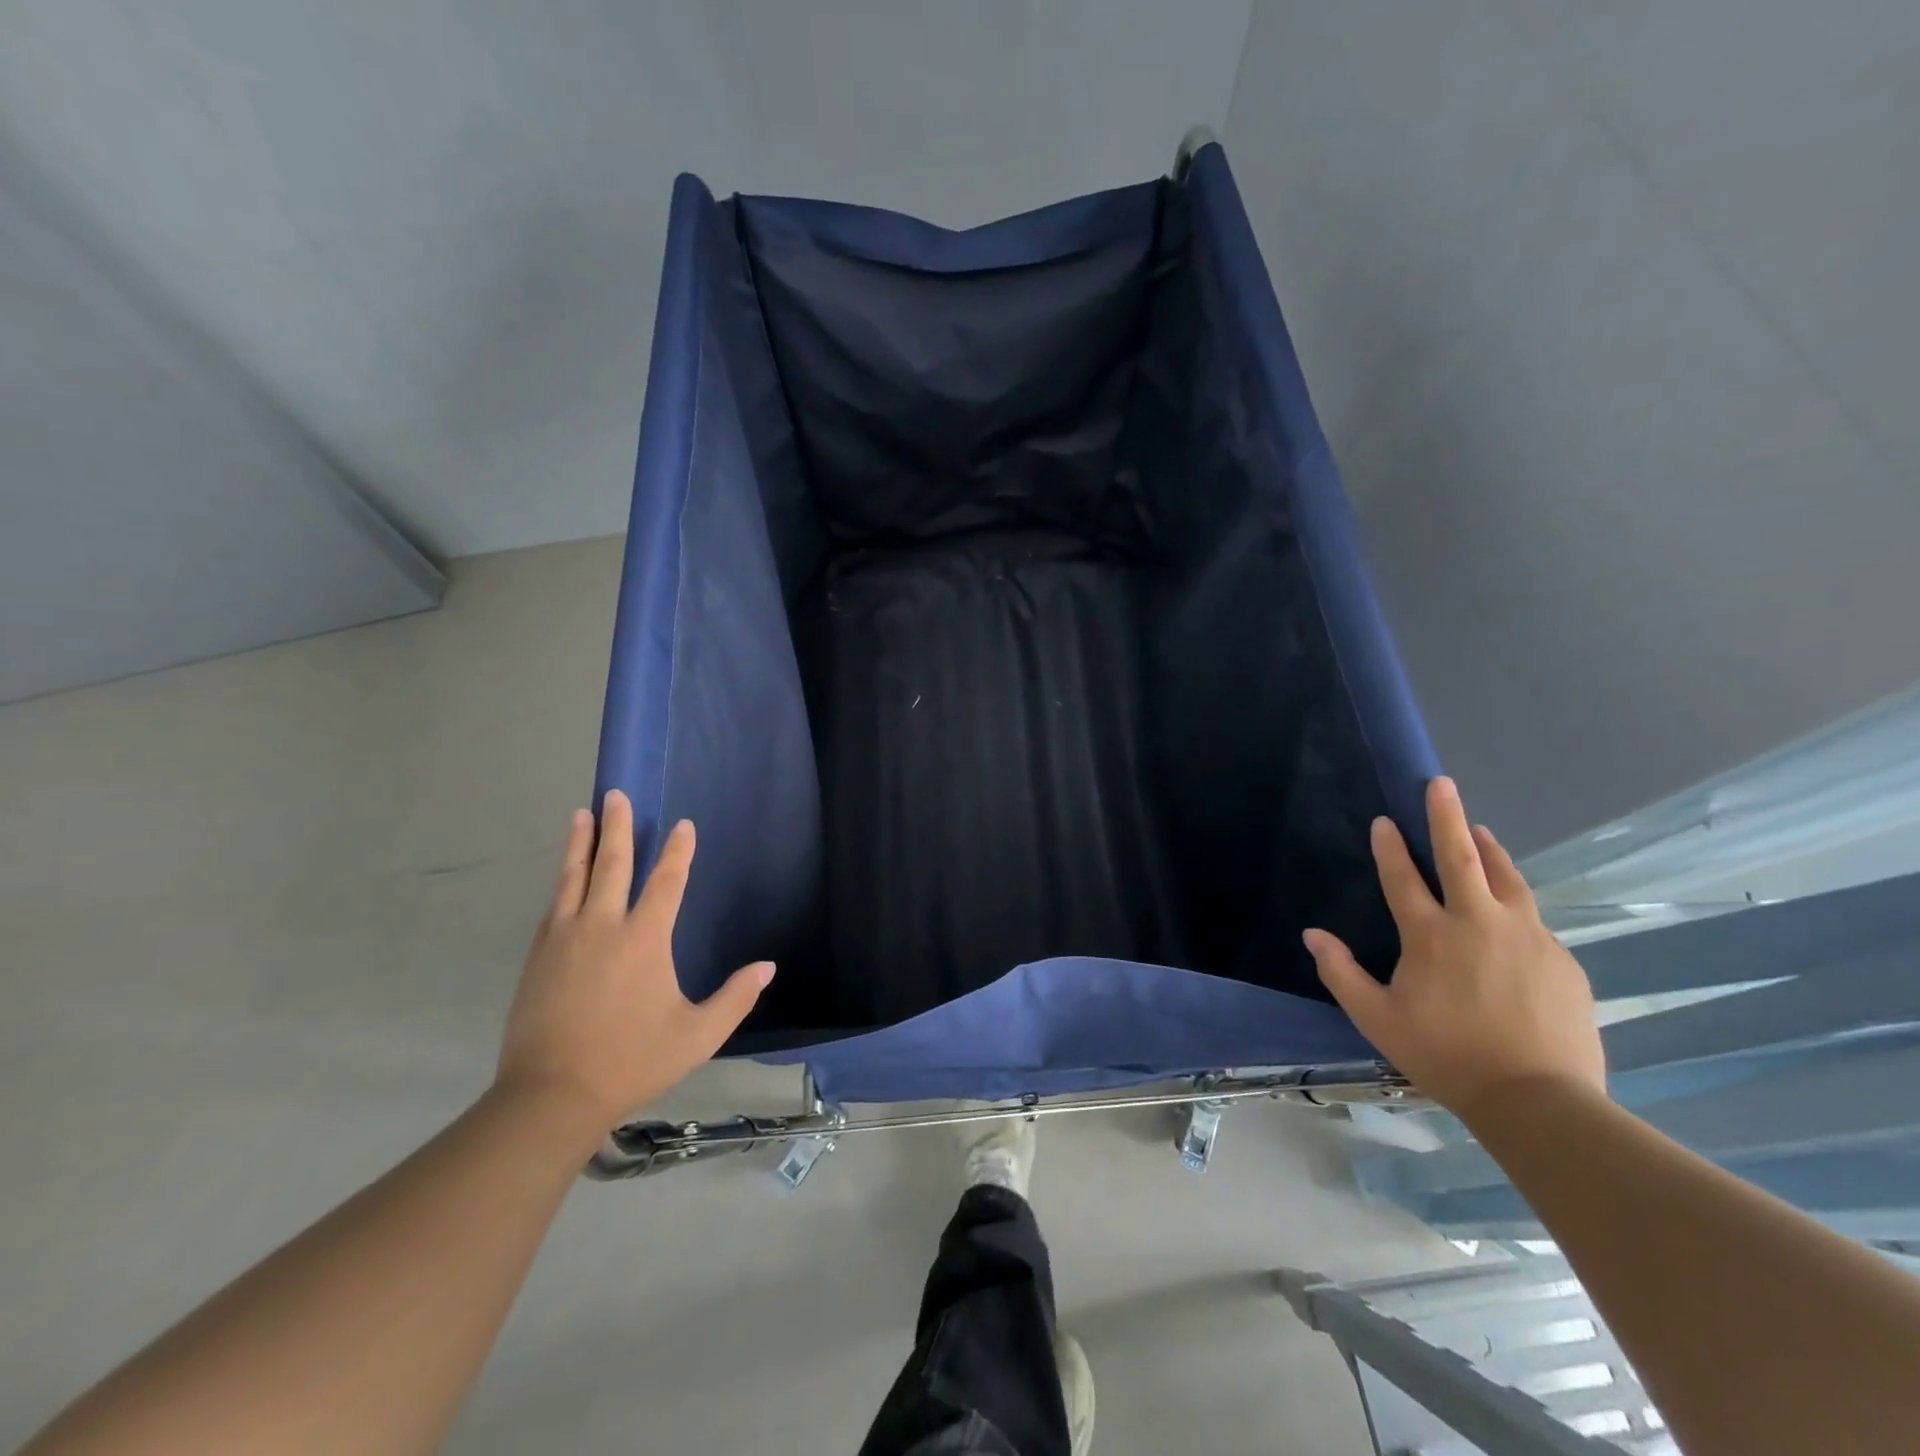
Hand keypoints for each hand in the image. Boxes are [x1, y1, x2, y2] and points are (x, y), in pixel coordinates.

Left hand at [495, 790, 774, 1132]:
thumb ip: (736, 998)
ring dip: (581, 843)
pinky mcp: (538, 955)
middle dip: (618, 826)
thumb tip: (767, 967)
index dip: (678, 851)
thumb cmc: (632, 1061)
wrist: (550, 1095)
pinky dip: (563, 880)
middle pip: (612, 864)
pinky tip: (565, 874)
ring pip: (574, 877)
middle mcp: (604, 926)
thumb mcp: (698, 1035)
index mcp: (644, 939)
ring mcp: (565, 938)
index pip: (666, 881)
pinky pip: (554, 905)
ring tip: (582, 813)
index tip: (682, 825)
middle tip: (617, 794)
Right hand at [1302, 777, 1605, 1121]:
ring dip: (1489, 849)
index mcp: (1431, 935)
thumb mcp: (1377, 1019)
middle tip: (1441, 784)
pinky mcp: (1561, 958)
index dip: (1390, 846)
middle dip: (1447, 816)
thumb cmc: (1445, 1055)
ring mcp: (1527, 936)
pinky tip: (1510, 911)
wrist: (1538, 1100)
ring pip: (1507, 877)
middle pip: (1462, 856)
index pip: (1403, 877)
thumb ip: (1341, 973)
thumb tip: (1312, 934)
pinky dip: (1514, 901)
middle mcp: (1479, 922)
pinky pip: (1532, 918)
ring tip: (1481, 830)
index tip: (1384, 820)